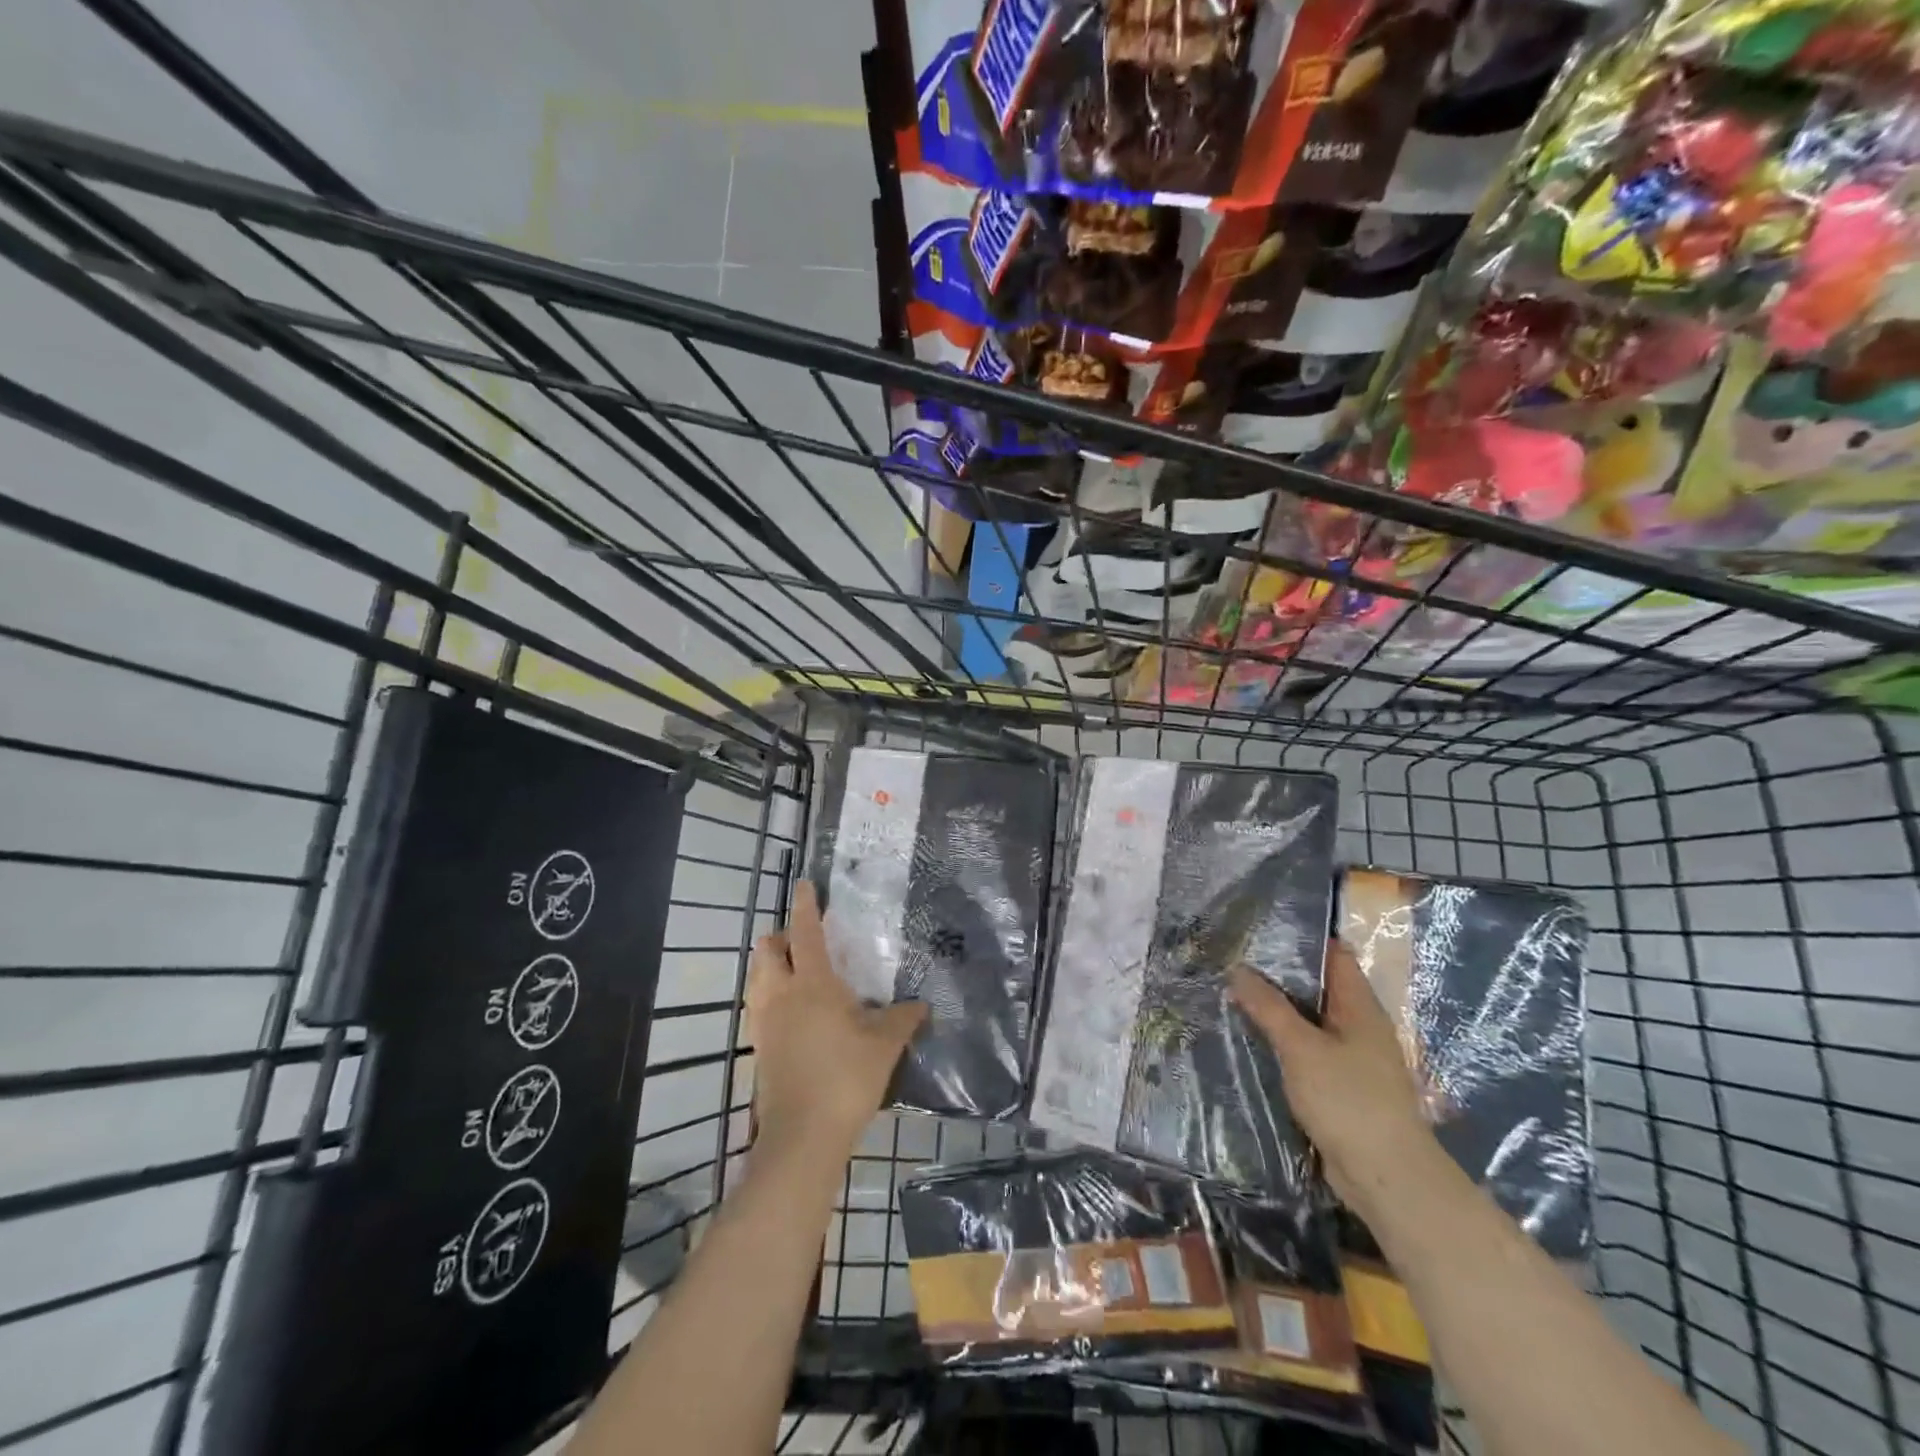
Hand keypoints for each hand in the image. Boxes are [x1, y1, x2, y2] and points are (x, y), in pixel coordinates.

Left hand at [747, 883, 927, 1160]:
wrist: (803, 1136)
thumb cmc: (846, 1078)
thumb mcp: (885, 1045)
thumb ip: (902, 1018)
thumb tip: (920, 1004)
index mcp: (812, 984)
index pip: (805, 933)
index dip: (805, 907)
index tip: (806, 885)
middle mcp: (781, 995)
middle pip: (767, 950)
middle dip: (781, 937)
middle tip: (804, 941)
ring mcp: (763, 1022)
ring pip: (756, 977)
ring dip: (771, 965)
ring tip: (795, 972)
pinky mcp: (758, 1048)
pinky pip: (757, 1005)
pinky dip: (768, 994)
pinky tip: (790, 1011)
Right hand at [1229, 940, 1434, 1216]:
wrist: (1387, 1178)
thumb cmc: (1349, 1101)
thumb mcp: (1301, 1048)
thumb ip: (1269, 1007)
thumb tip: (1238, 969)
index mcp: (1360, 1007)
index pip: (1333, 955)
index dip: (1301, 938)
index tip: (1260, 928)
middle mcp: (1359, 1026)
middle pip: (1318, 987)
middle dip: (1280, 975)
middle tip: (1234, 959)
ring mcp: (1352, 1058)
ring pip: (1310, 1021)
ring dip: (1278, 1011)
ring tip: (1234, 993)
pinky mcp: (1341, 1086)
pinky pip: (1308, 1051)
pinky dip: (1284, 1041)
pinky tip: (1254, 1039)